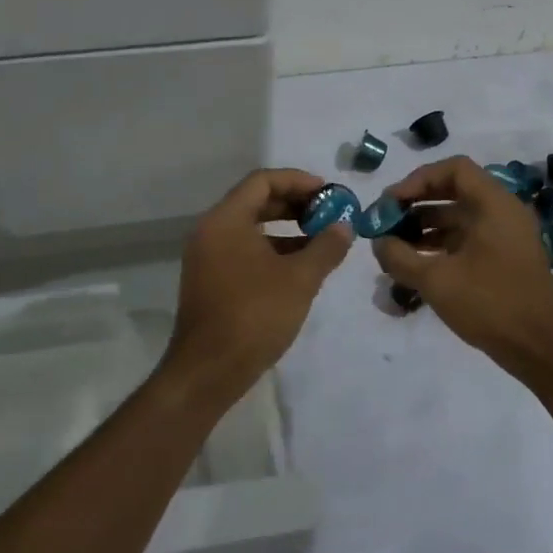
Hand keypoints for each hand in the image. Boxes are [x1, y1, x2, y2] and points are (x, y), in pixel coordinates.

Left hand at [167, 168, 352, 397]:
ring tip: (322, 238)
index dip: (298, 181)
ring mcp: (208, 257)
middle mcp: (211, 231)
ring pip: (251, 227)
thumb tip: (344, 226)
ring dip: (286, 228)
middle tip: (329, 212)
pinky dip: (272, 249)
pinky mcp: (211, 280)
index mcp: (225, 220)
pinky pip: (244, 249)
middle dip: (295, 203)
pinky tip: (300, 266)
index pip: (263, 181)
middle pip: (256, 201)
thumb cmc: (254, 316)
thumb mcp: (299, 279)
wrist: (208, 371)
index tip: (329, 192)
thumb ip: (325, 247)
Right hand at [371, 156, 552, 375]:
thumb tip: (378, 242)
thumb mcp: (436, 280)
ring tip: (393, 245)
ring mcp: (506, 236)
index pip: (454, 169)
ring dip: (425, 226)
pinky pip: (467, 238)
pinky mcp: (504, 259)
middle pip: (454, 191)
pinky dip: (440, 244)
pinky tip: (415, 263)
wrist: (541, 350)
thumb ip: (399, 257)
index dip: (418, 179)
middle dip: (416, 203)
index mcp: (494, 204)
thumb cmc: (490, 304)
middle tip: (386, 221)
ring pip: (459, 217)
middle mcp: (503, 212)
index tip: (393, 202)